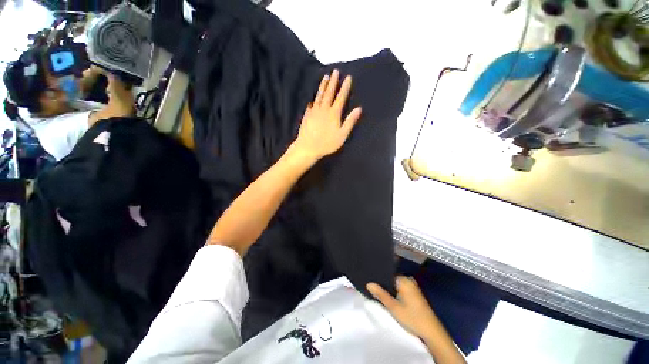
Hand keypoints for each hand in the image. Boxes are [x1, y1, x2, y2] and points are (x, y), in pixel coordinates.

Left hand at [291, 69, 361, 162]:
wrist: (308, 147)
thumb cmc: (327, 143)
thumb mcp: (342, 135)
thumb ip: (350, 121)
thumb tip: (359, 109)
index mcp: (333, 113)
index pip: (341, 97)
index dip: (345, 87)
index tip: (348, 77)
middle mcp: (323, 109)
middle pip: (329, 93)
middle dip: (333, 81)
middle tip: (335, 71)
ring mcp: (314, 111)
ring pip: (319, 96)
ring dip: (323, 86)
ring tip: (325, 77)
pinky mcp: (307, 116)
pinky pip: (311, 105)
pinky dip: (313, 100)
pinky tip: (313, 98)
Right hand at [368, 277, 466, 363]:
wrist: (431, 332)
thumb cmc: (412, 318)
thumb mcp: (393, 307)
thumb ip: (380, 294)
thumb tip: (368, 283)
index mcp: (404, 280)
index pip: (387, 274)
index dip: (378, 278)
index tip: (370, 281)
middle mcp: (409, 280)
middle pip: (391, 279)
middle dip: (383, 284)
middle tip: (372, 288)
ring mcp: (413, 287)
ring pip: (396, 285)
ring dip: (389, 289)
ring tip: (379, 292)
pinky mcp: (415, 294)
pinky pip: (401, 289)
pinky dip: (395, 292)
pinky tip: (390, 298)